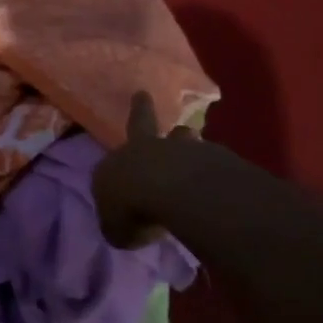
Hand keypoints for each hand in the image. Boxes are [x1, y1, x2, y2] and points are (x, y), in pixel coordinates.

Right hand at [90, 91, 210, 248]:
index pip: (108, 171)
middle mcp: (141, 150)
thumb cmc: (131, 207)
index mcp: (112, 167)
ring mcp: (175, 149)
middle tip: (142, 93)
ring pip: (179, 137)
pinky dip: (207, 163)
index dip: (114, 182)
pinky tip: (215, 175)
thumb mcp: (117, 229)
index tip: (119, 193)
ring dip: (182, 138)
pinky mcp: (207, 155)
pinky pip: (205, 156)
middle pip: (140, 124)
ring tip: (189, 134)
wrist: (169, 188)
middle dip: (140, 109)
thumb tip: (125, 227)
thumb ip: (120, 226)